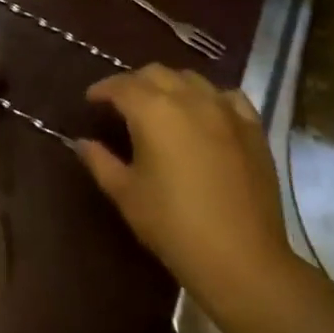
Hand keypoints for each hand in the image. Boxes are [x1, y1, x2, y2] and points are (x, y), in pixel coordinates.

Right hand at [79, 64, 295, 305]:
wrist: (241, 259)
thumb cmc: (173, 226)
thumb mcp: (126, 194)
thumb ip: (99, 161)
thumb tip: (81, 142)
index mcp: (152, 110)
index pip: (120, 85)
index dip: (102, 89)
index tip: (91, 100)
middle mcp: (188, 98)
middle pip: (155, 73)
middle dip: (134, 82)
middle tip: (122, 103)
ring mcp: (225, 110)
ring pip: (191, 79)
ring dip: (170, 85)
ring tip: (161, 105)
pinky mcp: (252, 128)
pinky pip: (227, 97)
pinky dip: (210, 97)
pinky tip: (205, 113)